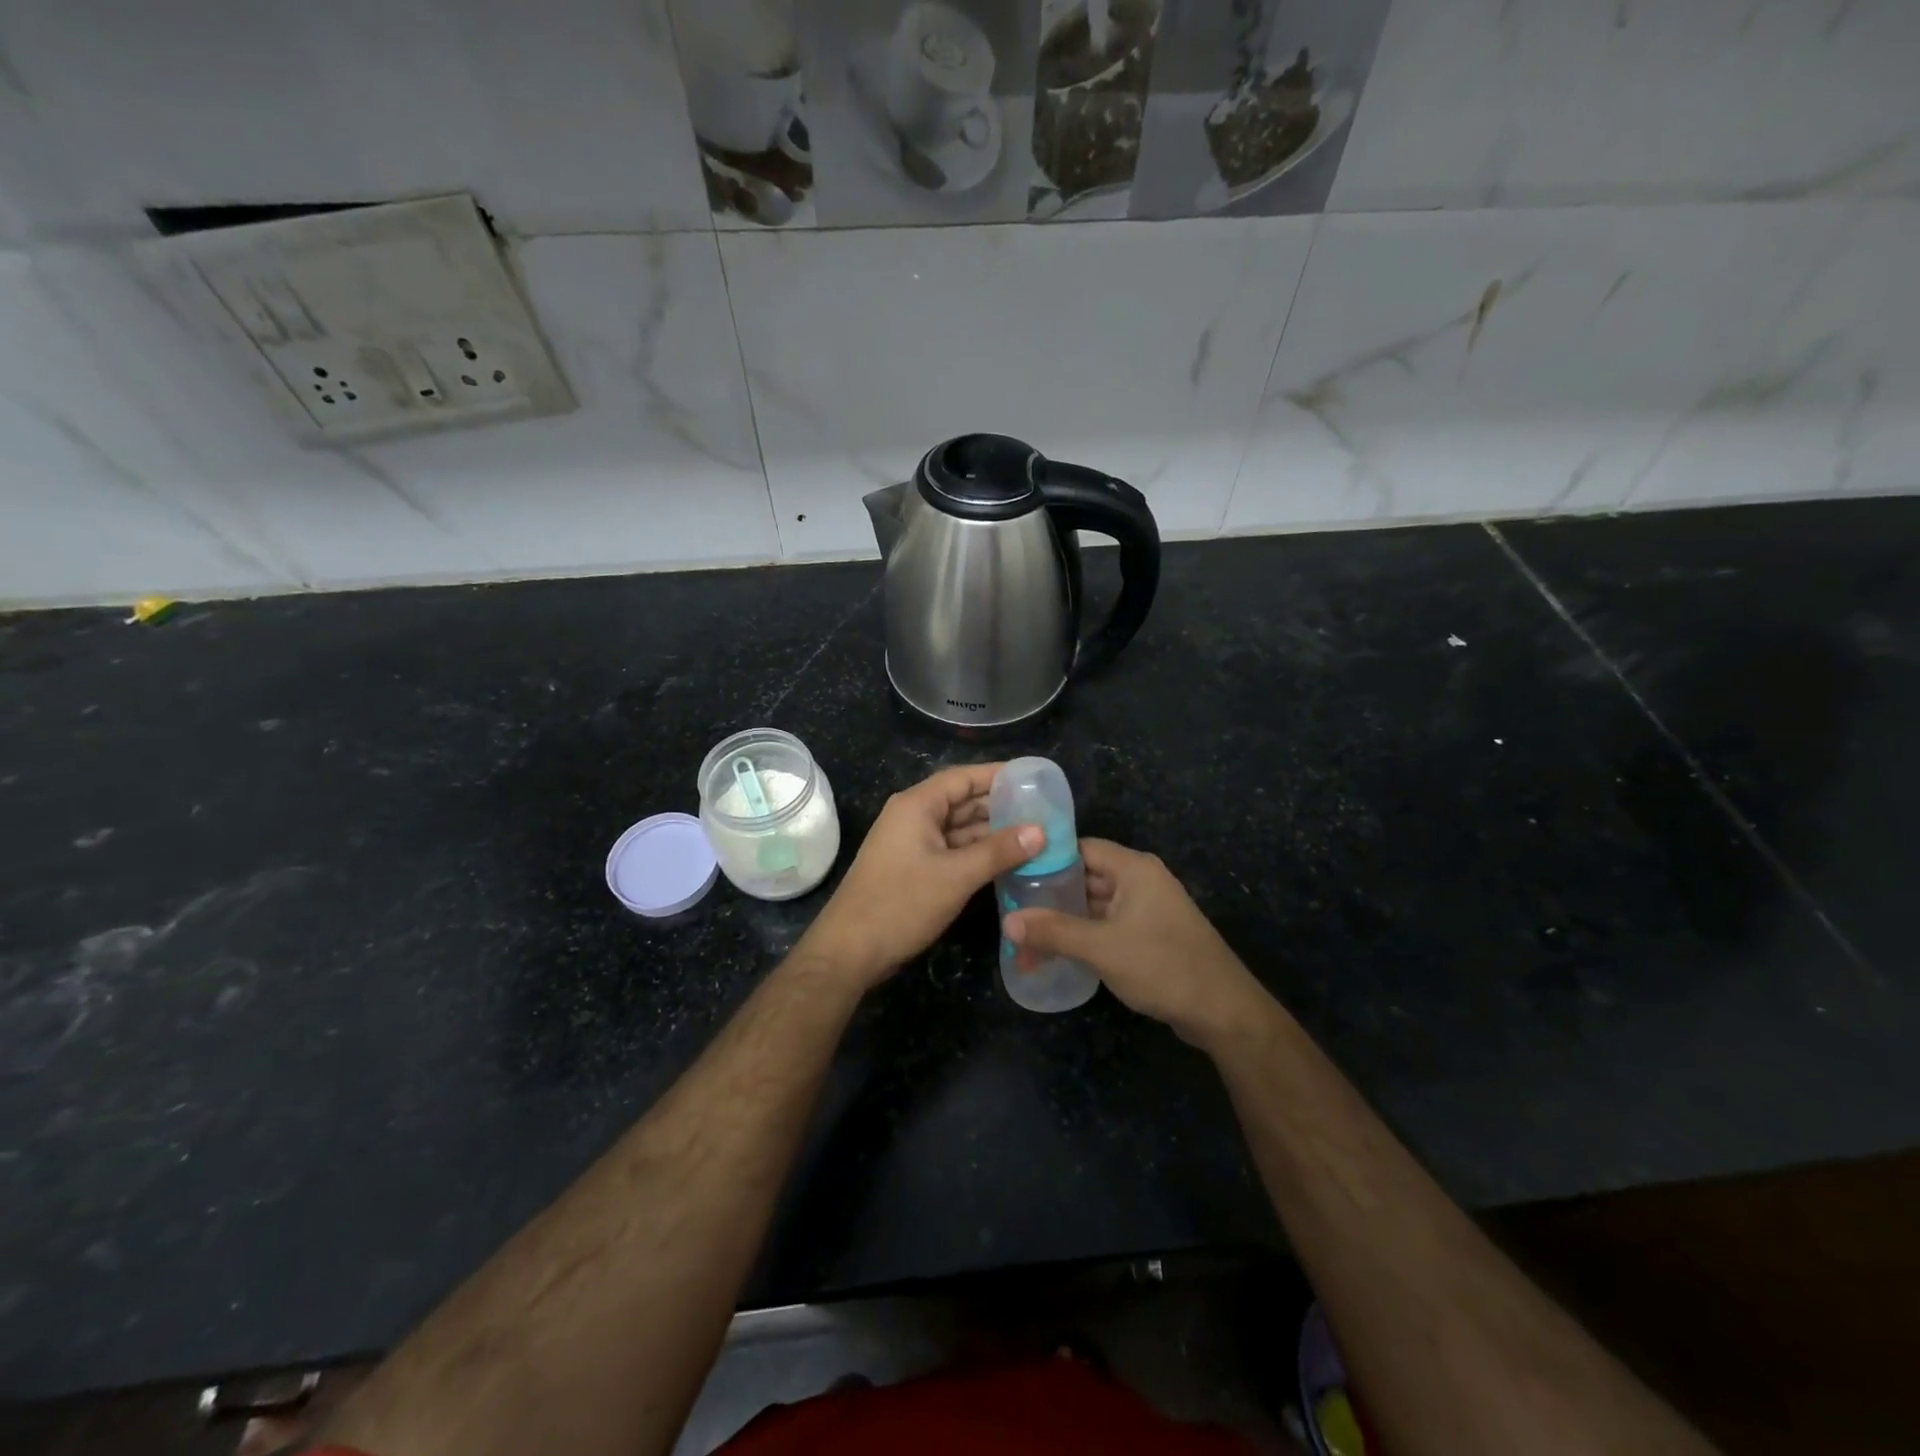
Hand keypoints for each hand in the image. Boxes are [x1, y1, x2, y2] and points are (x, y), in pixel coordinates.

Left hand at [798, 763, 1043, 992]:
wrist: (850, 950)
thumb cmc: (901, 903)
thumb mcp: (957, 876)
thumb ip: (999, 850)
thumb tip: (1041, 830)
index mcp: (917, 805)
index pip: (964, 777)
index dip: (999, 775)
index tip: (1035, 778)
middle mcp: (913, 816)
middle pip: (963, 801)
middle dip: (1001, 807)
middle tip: (1044, 812)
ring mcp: (912, 843)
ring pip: (959, 829)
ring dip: (992, 833)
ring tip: (1036, 837)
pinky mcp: (913, 868)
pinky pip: (952, 850)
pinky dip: (978, 854)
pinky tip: (1008, 862)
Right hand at [1004, 839, 1272, 1052]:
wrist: (1222, 1010)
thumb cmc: (1162, 965)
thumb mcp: (1101, 948)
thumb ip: (1053, 932)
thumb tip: (1008, 922)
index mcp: (1134, 869)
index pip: (1080, 848)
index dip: (1046, 858)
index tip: (1013, 874)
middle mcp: (1141, 881)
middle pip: (1085, 877)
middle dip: (1050, 896)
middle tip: (1011, 911)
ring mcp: (1147, 909)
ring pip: (1095, 905)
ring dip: (1064, 921)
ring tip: (1025, 940)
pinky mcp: (1150, 935)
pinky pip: (1108, 925)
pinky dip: (1083, 935)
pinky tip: (1057, 953)